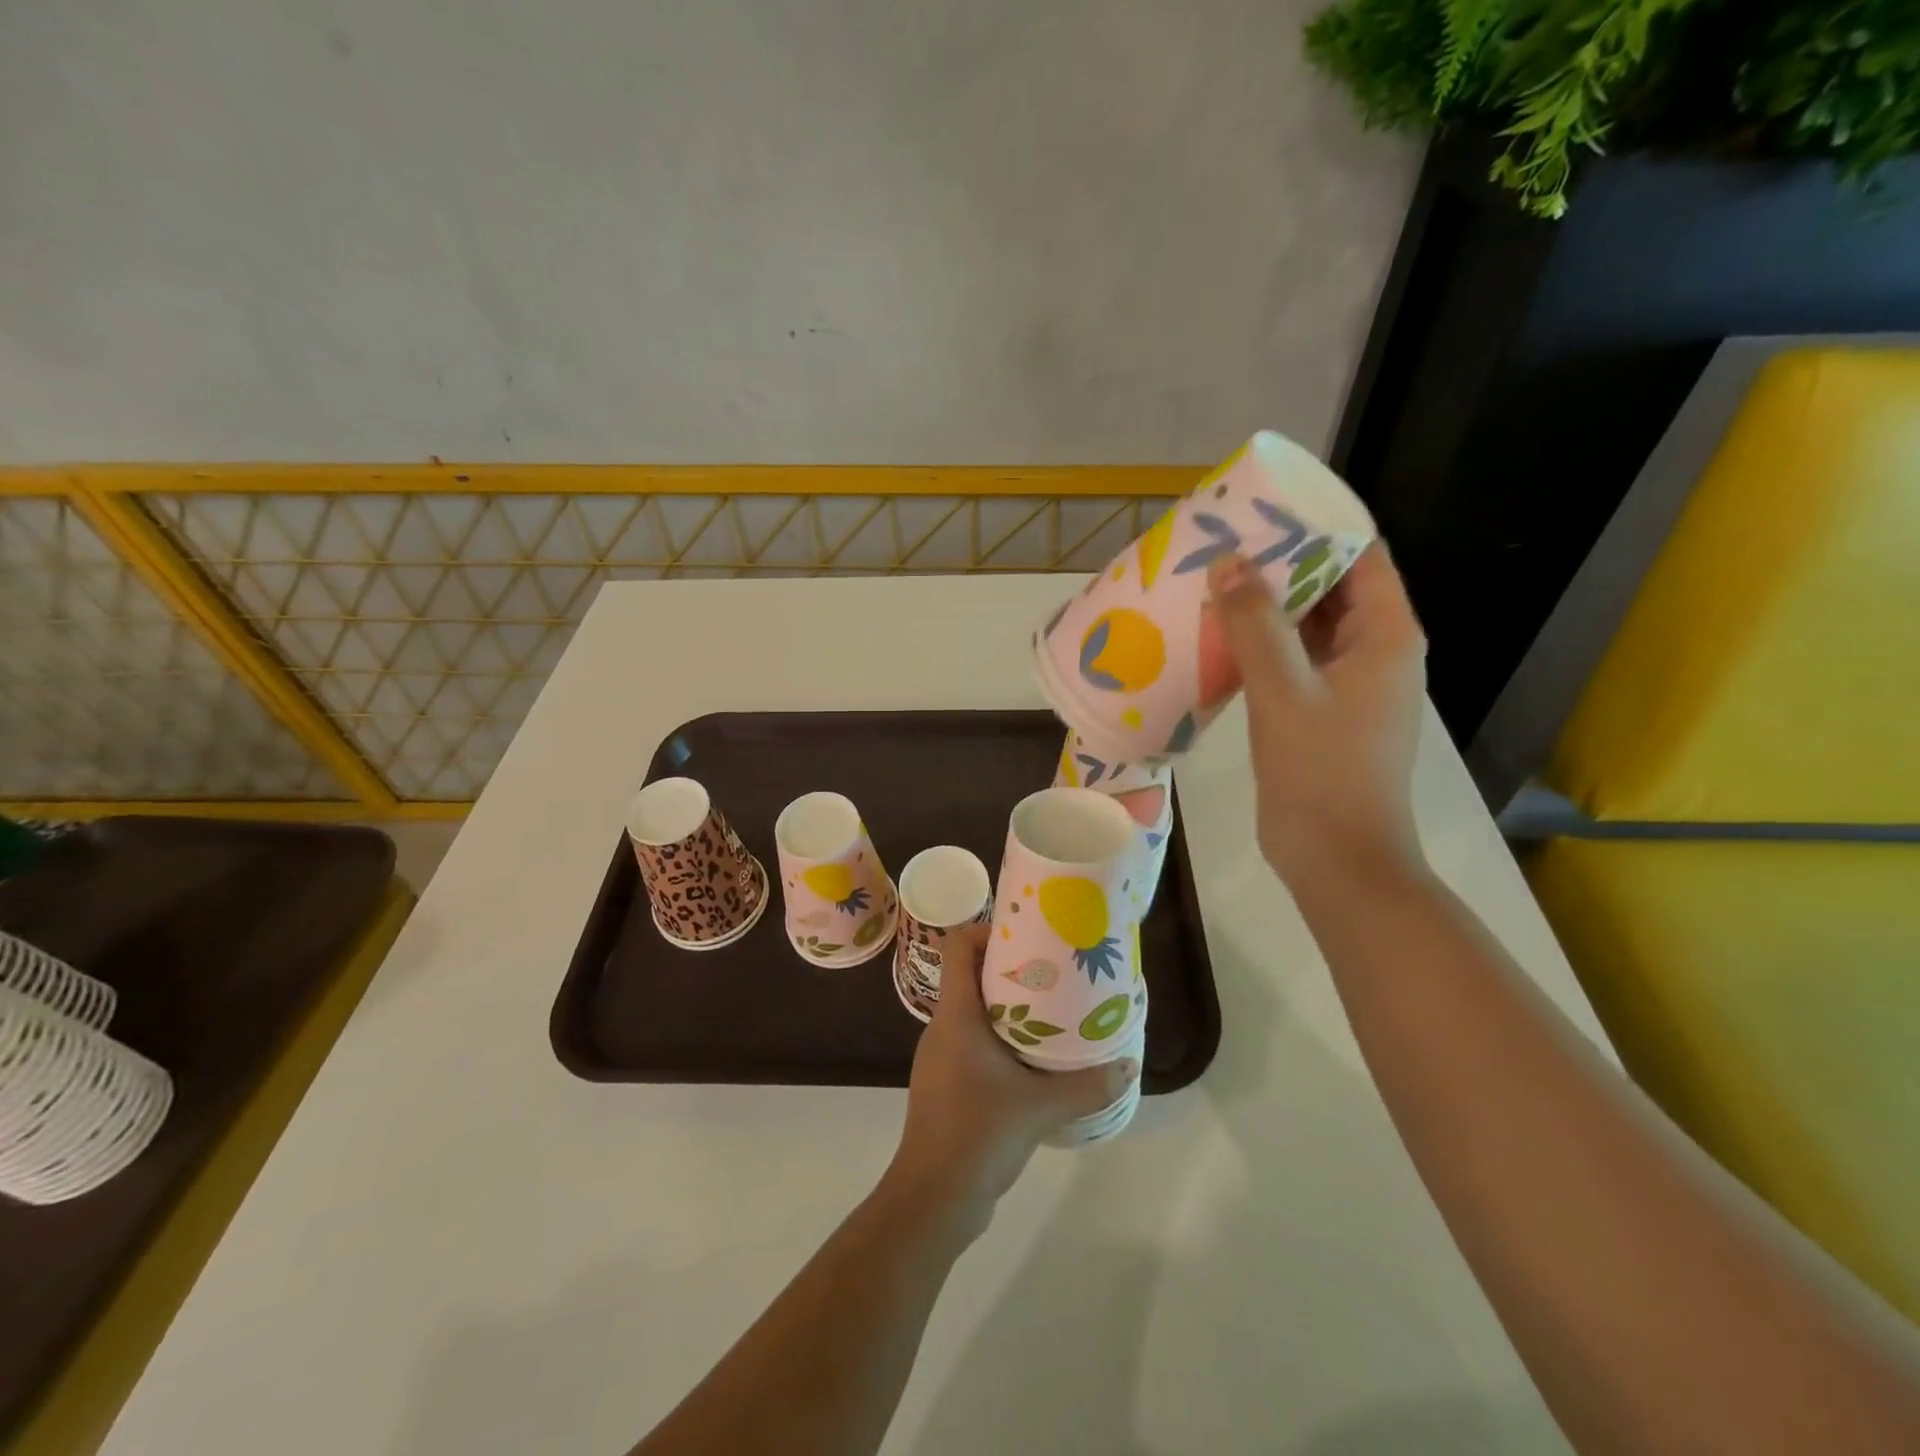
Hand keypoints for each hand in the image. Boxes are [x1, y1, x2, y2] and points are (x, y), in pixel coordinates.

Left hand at [883, 937, 1138, 1237]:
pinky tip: (1035, 1058)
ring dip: (1009, 1006)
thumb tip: (1128, 1065)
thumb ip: (1087, 1086)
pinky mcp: (949, 1083)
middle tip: (1054, 969)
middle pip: (970, 975)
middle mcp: (944, 1027)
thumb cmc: (977, 1134)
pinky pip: (975, 1042)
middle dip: (1011, 967)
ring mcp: (943, 1056)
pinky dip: (1003, 1038)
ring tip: (1053, 1009)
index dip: (987, 930)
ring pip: (974, 1012)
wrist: (933, 1199)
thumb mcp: (1039, 1108)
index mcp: (955, 1015)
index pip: (958, 946)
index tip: (1027, 934)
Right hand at [1206, 545, 1427, 890]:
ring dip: (1264, 608)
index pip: (1360, 556)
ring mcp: (1347, 685)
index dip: (1317, 528)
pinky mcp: (1319, 713)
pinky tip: (1216, 640)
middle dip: (1280, 565)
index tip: (1262, 512)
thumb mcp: (1283, 691)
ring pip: (1306, 628)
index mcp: (1386, 635)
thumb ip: (1255, 623)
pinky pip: (1290, 663)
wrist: (1337, 859)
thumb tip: (1228, 562)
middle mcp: (1374, 652)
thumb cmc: (1321, 771)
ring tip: (1211, 583)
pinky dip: (1259, 648)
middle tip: (1222, 545)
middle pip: (1331, 588)